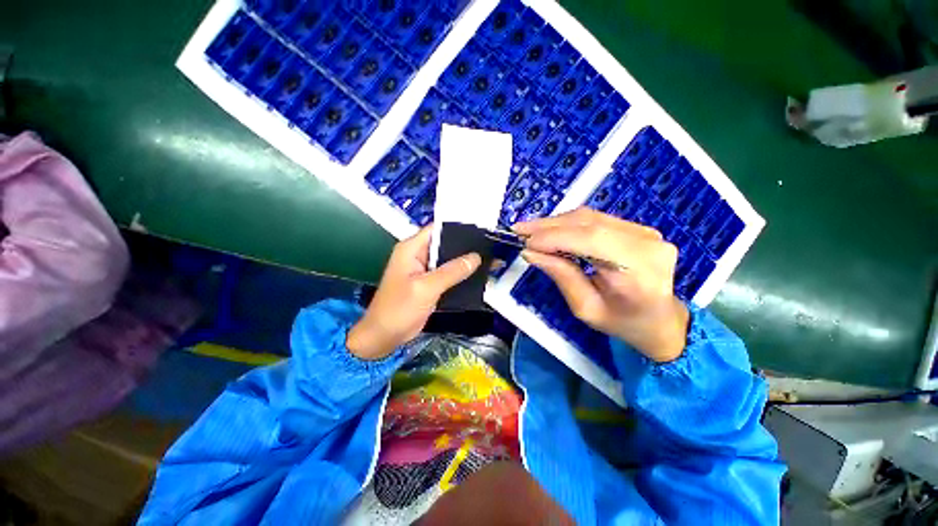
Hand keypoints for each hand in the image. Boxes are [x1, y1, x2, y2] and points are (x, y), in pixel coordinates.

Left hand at [347, 226, 481, 359]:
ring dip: (464, 261)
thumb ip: (452, 271)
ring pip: (448, 260)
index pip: (437, 229)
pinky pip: (447, 274)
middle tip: (489, 246)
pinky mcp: (429, 283)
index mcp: (411, 248)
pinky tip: (476, 276)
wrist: (385, 336)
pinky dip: (460, 275)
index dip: (457, 227)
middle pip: (444, 244)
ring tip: (488, 259)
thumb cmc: (399, 308)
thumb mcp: (426, 287)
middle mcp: (418, 255)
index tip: (480, 230)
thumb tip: (475, 257)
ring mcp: (424, 270)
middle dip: (464, 246)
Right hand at [514, 208, 688, 362]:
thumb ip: (561, 276)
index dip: (554, 237)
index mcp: (639, 271)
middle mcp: (647, 244)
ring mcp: (646, 232)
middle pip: (589, 223)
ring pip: (590, 217)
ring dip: (556, 222)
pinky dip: (569, 223)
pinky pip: (596, 219)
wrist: (661, 320)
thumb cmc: (623, 323)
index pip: (591, 240)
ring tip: (531, 230)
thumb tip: (530, 252)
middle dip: (549, 226)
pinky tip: (551, 230)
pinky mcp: (638, 228)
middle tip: (519, 230)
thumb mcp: (586, 308)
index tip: (525, 242)